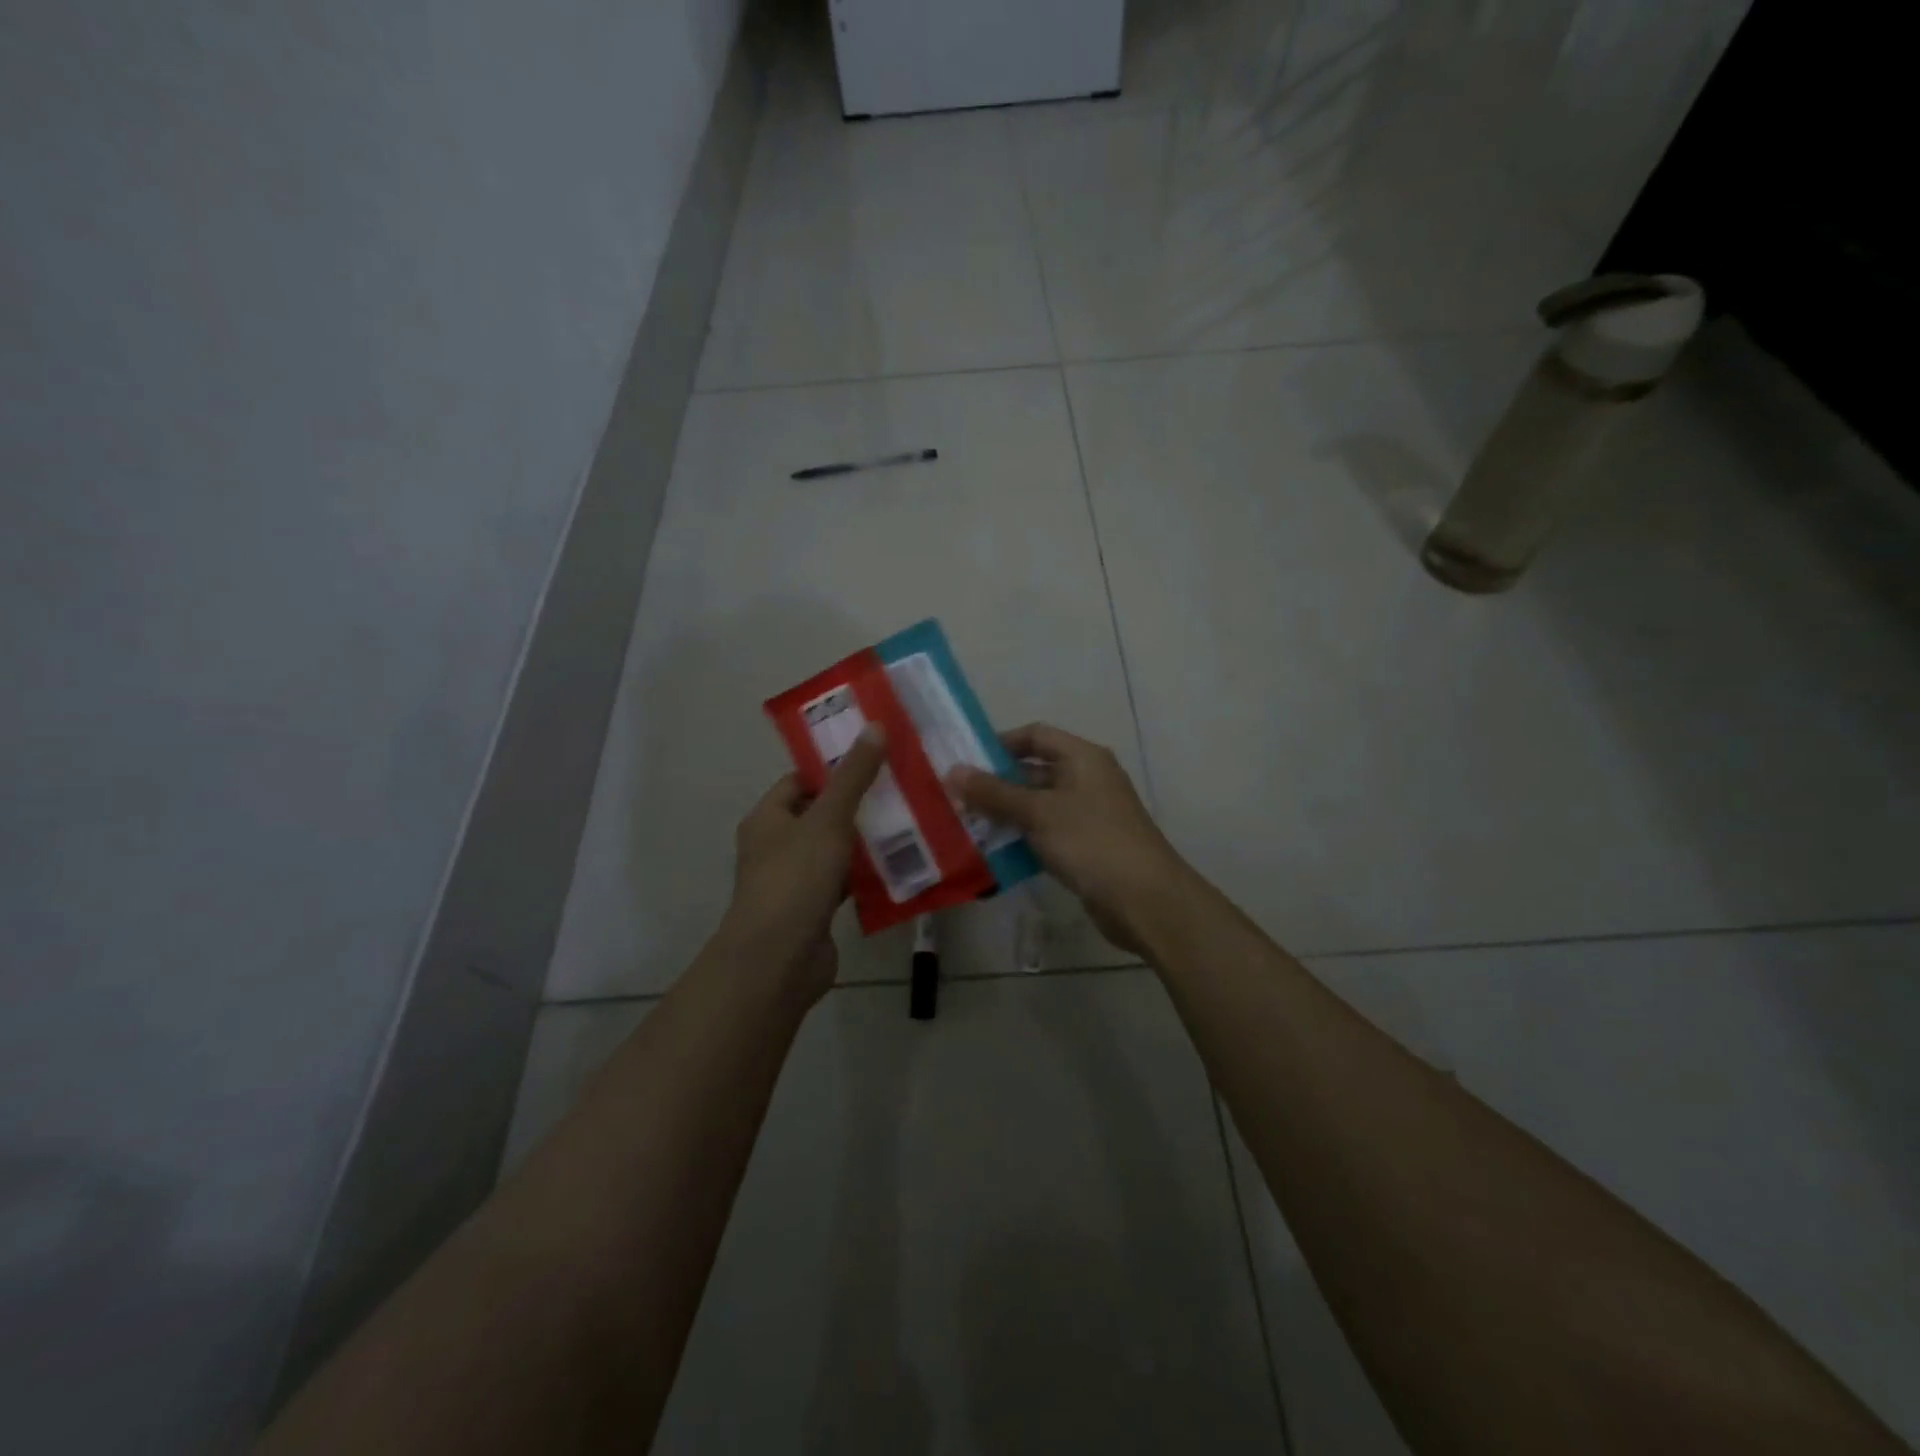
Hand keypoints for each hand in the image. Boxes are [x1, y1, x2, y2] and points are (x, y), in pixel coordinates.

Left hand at [724, 727, 887, 1002]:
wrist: (779, 960)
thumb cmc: (795, 879)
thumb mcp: (828, 819)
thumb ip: (853, 776)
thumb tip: (875, 726)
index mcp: (768, 818)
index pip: (801, 780)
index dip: (834, 767)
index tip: (875, 757)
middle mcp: (777, 845)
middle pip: (822, 814)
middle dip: (859, 803)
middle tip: (902, 787)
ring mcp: (796, 880)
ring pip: (836, 849)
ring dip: (867, 840)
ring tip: (911, 820)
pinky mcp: (815, 909)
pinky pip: (845, 881)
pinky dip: (867, 874)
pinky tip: (902, 865)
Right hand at [949, 723, 1189, 956]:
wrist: (1144, 899)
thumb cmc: (1091, 841)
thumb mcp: (1038, 812)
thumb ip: (994, 792)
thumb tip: (953, 771)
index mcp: (1083, 757)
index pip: (1036, 735)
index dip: (1001, 743)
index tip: (966, 760)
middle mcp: (1088, 779)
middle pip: (1035, 771)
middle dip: (997, 784)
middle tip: (957, 798)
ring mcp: (1089, 814)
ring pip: (1038, 805)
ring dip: (1006, 814)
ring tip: (967, 825)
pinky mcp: (1087, 846)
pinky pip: (1047, 833)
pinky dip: (1023, 838)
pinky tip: (994, 852)